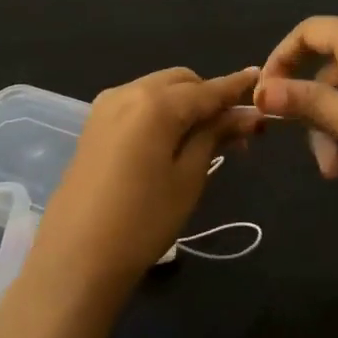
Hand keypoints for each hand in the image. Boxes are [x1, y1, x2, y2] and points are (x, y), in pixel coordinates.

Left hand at [33, 66, 262, 293]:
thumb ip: (216, 135)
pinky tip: (173, 140)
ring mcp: (106, 107)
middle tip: (235, 131)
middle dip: (209, 96)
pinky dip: (161, 112)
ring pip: (158, 89)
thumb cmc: (143, 221)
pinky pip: (138, 104)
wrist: (75, 259)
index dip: (236, 87)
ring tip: (206, 139)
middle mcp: (128, 92)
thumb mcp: (189, 178)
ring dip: (185, 103)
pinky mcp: (94, 125)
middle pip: (181, 81)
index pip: (207, 89)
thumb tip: (247, 113)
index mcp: (155, 103)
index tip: (261, 79)